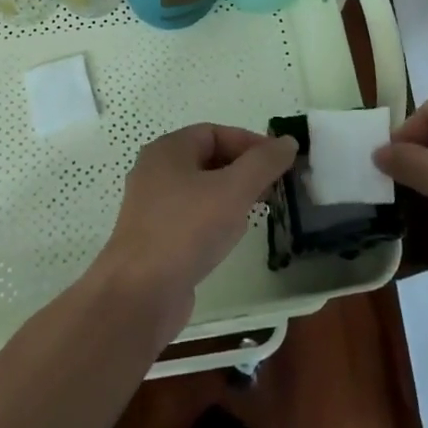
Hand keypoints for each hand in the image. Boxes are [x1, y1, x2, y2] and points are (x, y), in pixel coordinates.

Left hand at [95, 125, 297, 335]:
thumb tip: (287, 142)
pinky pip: (192, 216)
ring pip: (201, 189)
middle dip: (243, 170)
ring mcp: (153, 206)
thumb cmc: (186, 229)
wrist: (139, 294)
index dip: (250, 143)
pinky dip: (215, 218)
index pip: (215, 132)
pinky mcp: (156, 238)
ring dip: (232, 195)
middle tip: (274, 187)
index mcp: (168, 150)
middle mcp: (156, 171)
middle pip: (208, 159)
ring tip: (259, 210)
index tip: (279, 162)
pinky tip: (231, 237)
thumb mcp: (233, 190)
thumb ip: (263, 163)